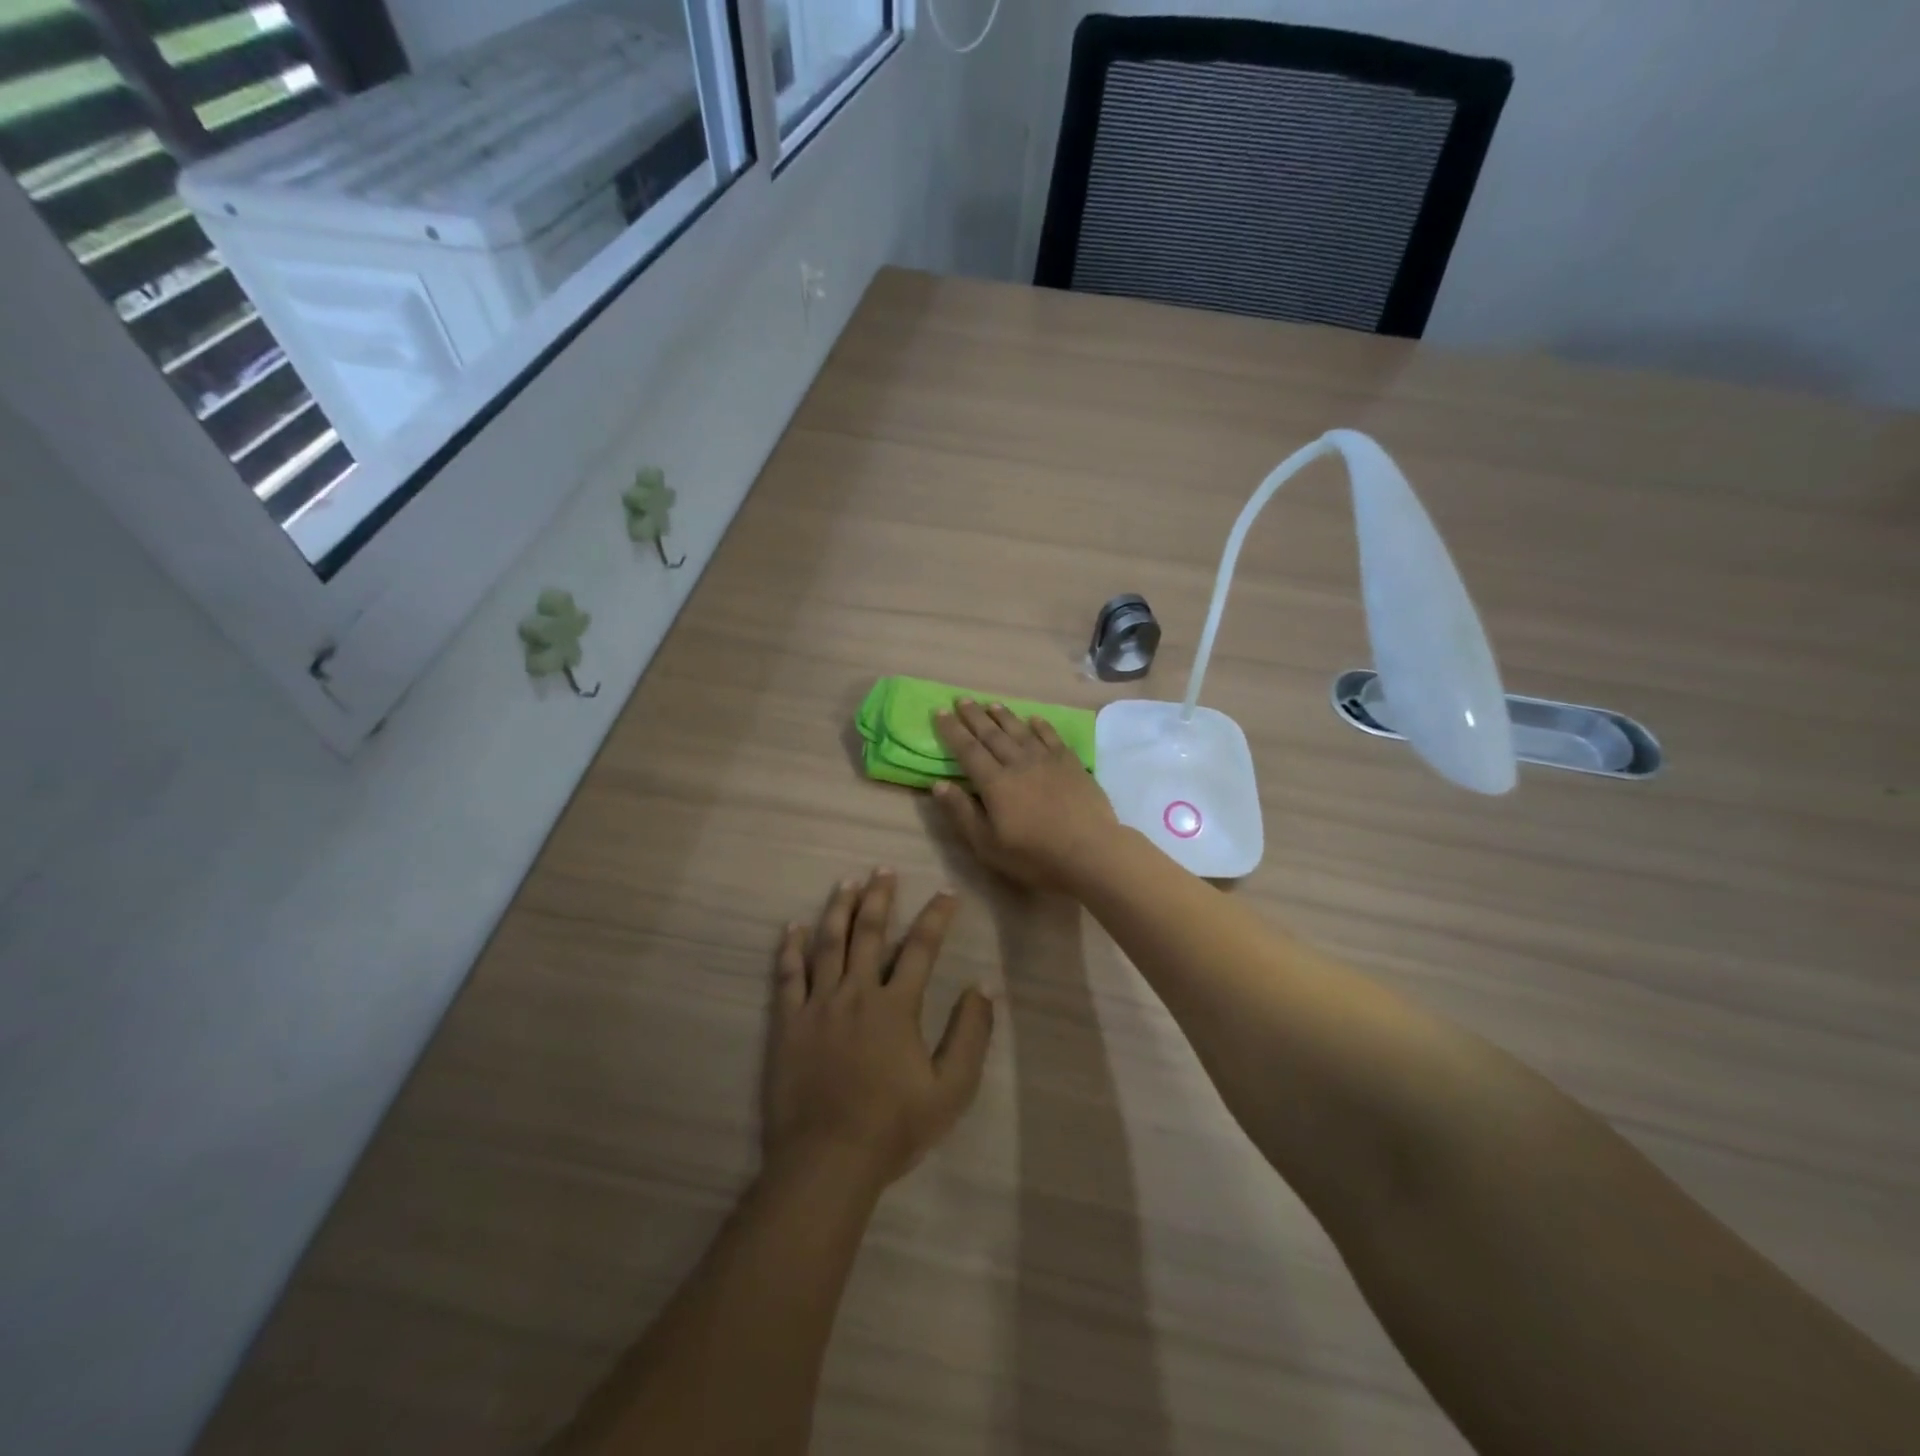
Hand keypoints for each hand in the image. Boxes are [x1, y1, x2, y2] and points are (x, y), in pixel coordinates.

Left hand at [764, 870, 994, 1189]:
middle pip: (869, 933)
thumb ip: (970, 1035)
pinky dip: (790, 948)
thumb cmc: (893, 1127)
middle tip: (884, 869)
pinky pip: (787, 976)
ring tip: (846, 883)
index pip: (921, 948)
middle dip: (879, 897)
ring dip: (838, 910)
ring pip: (827, 944)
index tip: (946, 893)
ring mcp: (818, 1006)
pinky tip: (792, 927)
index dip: (936, 917)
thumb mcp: (950, 1090)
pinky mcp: (788, 1023)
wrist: (828, 1160)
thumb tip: (983, 988)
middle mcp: (856, 993)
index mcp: (896, 1006)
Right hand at [932, 699, 1120, 890]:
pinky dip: (1040, 726)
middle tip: (962, 699)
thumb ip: (962, 813)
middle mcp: (1018, 763)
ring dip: (1004, 716)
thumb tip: (938, 784)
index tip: (940, 712)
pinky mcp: (1071, 763)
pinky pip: (1051, 737)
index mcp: (994, 783)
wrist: (1090, 851)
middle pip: (992, 734)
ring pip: (1020, 731)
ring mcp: (1047, 760)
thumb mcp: (988, 844)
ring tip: (991, 704)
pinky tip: (1033, 719)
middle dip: (974, 716)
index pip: (967, 750)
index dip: (952, 730)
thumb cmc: (1034, 855)